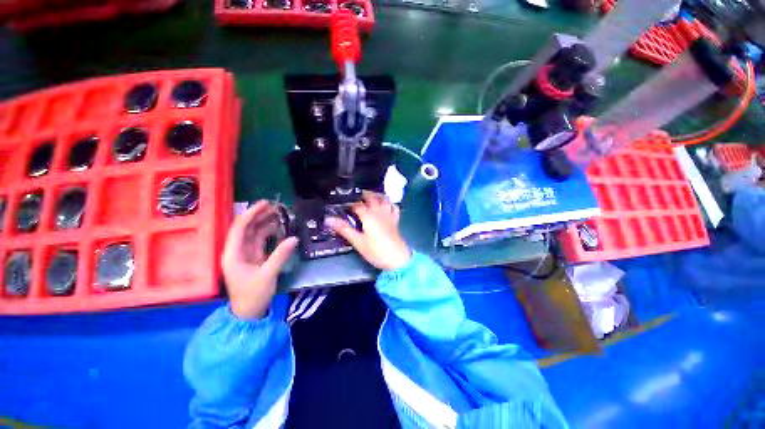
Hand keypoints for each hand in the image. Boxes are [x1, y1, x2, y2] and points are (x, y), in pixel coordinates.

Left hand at [221, 201, 297, 318]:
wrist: (250, 313)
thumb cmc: (253, 295)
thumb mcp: (267, 275)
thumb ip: (280, 255)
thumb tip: (294, 238)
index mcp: (233, 254)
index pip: (239, 228)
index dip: (251, 214)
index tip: (265, 203)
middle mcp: (237, 251)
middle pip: (247, 228)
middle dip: (259, 216)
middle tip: (276, 206)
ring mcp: (246, 254)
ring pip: (254, 233)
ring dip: (265, 223)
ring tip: (279, 214)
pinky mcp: (255, 258)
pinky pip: (261, 241)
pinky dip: (270, 233)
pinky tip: (279, 228)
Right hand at [326, 191, 410, 270]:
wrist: (398, 259)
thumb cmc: (376, 251)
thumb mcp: (358, 242)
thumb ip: (344, 229)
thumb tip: (328, 219)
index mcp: (368, 215)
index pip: (357, 205)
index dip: (349, 204)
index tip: (342, 206)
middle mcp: (379, 211)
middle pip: (371, 197)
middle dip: (362, 195)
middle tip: (354, 198)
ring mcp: (389, 215)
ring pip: (384, 199)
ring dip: (376, 195)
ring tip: (369, 197)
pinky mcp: (396, 220)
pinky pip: (394, 207)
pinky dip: (389, 203)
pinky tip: (385, 205)